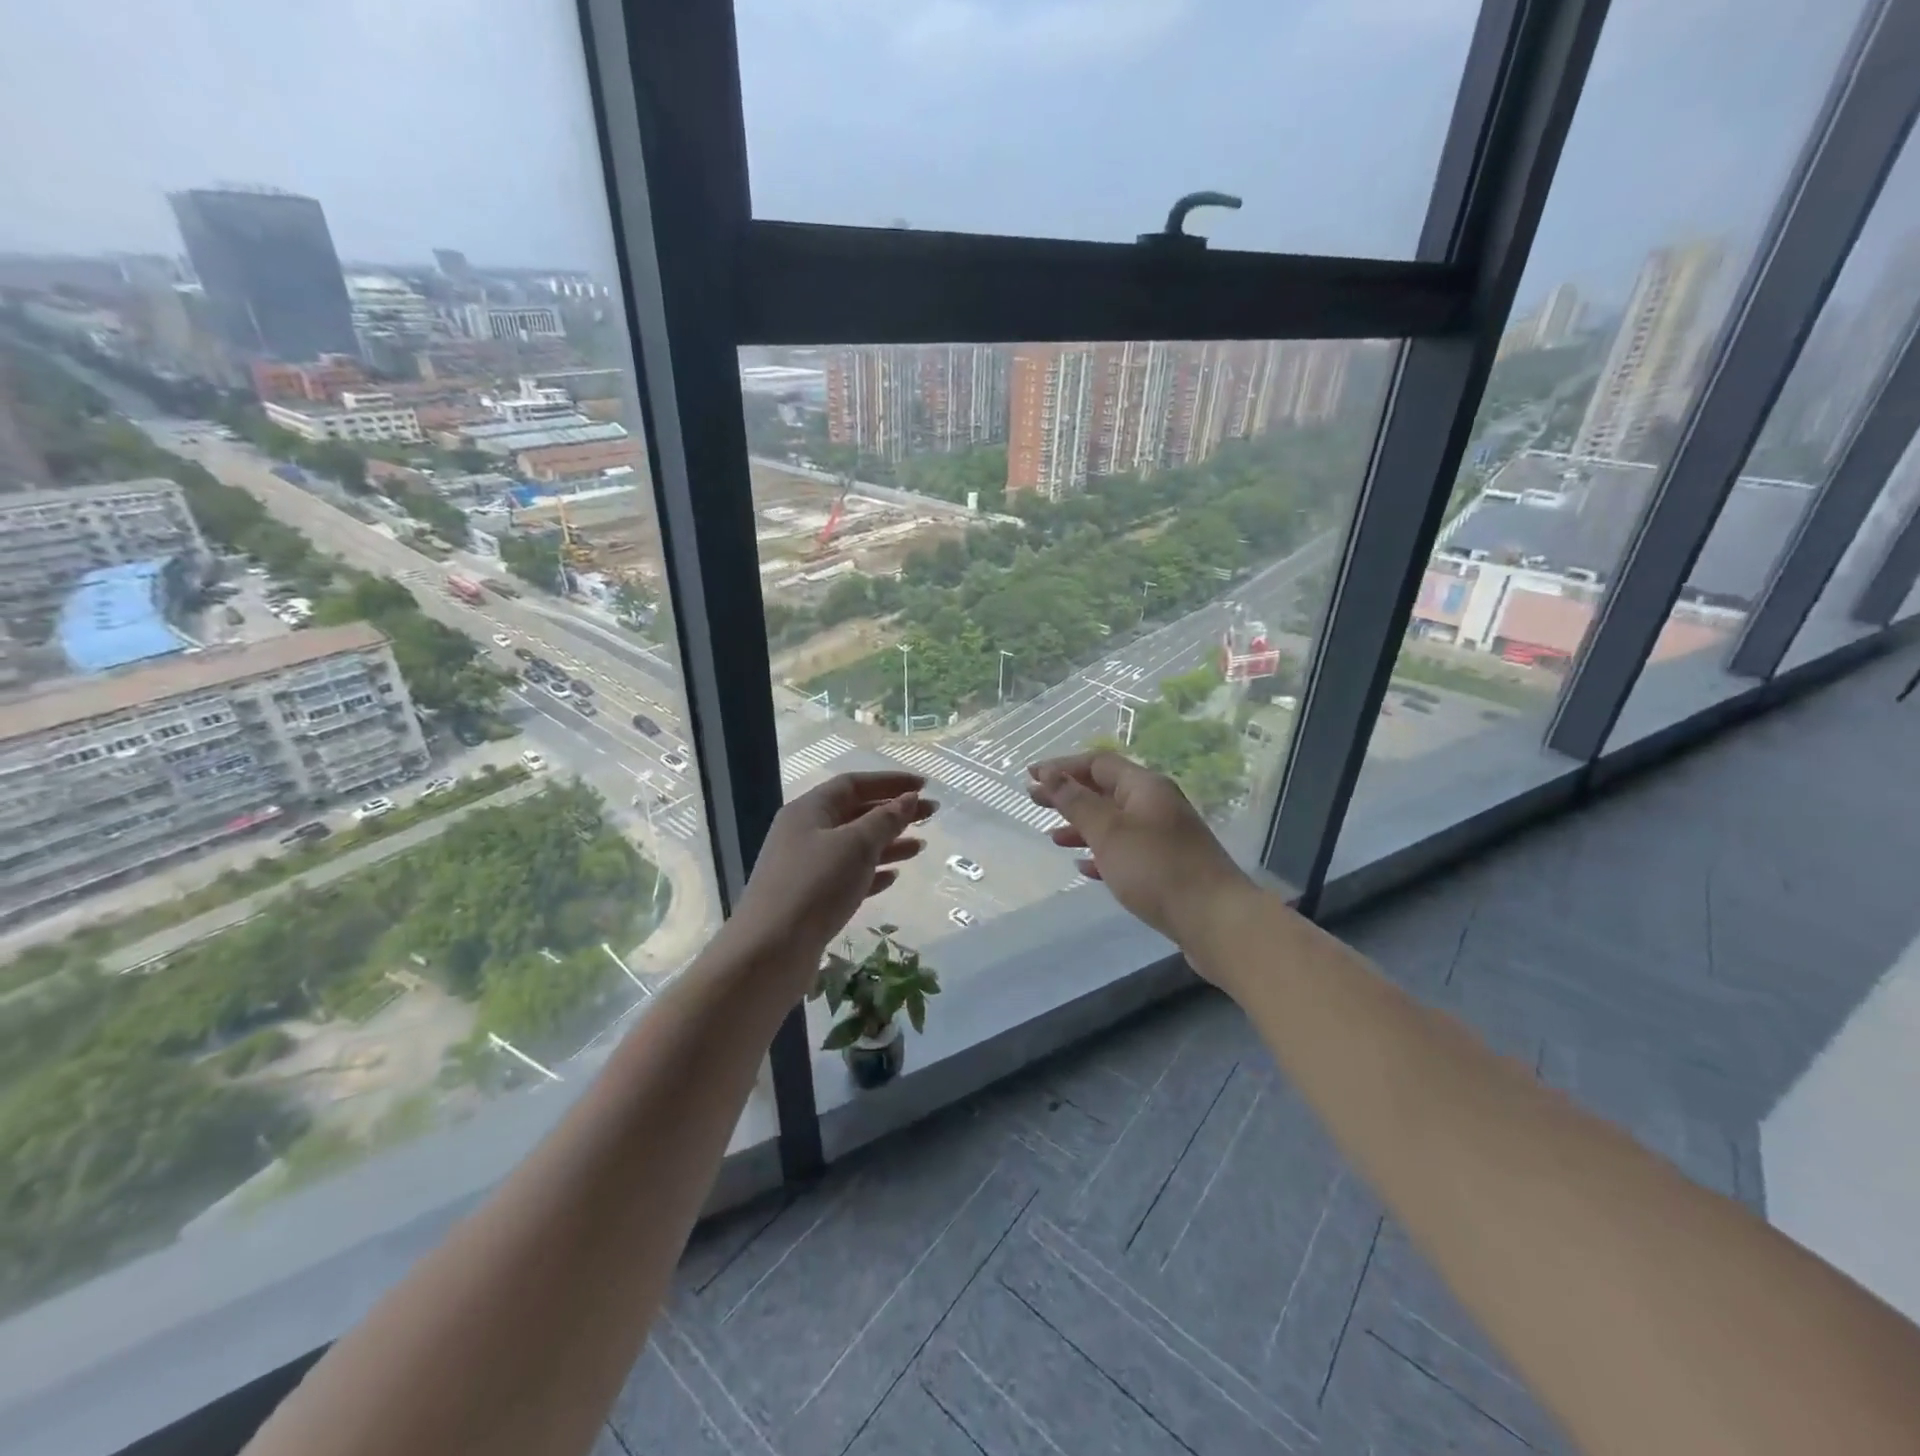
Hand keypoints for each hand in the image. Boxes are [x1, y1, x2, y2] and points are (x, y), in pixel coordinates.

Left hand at [730, 771, 935, 972]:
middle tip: (931, 815)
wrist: (770, 951)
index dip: (890, 782)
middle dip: (893, 812)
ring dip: (887, 843)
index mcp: (809, 810)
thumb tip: (908, 799)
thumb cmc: (816, 886)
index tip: (924, 786)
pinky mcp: (810, 898)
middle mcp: (804, 833)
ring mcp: (805, 867)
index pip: (853, 784)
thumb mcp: (856, 845)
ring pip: (853, 846)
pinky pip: (846, 875)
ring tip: (920, 847)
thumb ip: (885, 820)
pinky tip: (893, 877)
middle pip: (855, 813)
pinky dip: (871, 872)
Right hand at [1029, 751, 1248, 947]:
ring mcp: (1164, 836)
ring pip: (1114, 822)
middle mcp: (1156, 805)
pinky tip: (1084, 869)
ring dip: (1082, 826)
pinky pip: (1126, 850)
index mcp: (1144, 787)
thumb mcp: (1108, 831)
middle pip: (1105, 791)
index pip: (1098, 763)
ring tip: (1054, 838)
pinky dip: (1102, 854)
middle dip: (1069, 795)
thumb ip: (1076, 802)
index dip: (1062, 767)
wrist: (1216, 920)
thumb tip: (1049, 774)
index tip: (1031, 776)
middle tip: (1034, 801)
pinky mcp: (1167, 866)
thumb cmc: (1156, 869)